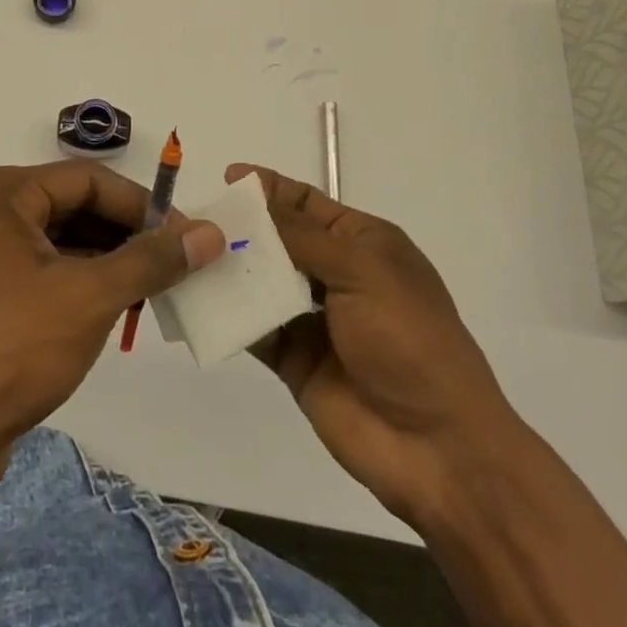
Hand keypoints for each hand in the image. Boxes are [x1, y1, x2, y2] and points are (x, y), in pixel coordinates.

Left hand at [0, 161, 224, 486]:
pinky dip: (79, 284)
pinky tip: (115, 309)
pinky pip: (40, 271)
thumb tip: (210, 234)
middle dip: (125, 235)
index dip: (142, 205)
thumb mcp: (90, 297)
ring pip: (58, 241)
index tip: (187, 235)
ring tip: (154, 289)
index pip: (86, 180)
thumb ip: (152, 260)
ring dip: (107, 262)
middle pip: (71, 207)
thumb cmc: (11, 350)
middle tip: (175, 264)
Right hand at [227, 163, 523, 531]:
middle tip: (196, 219)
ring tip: (188, 255)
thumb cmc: (409, 339)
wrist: (438, 449)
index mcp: (364, 244)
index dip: (270, 188)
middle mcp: (337, 275)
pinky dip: (229, 314)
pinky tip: (198, 301)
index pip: (308, 202)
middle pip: (280, 239)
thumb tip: (253, 204)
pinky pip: (255, 327)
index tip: (228, 178)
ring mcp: (314, 319)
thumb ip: (302, 237)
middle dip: (243, 227)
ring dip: (231, 269)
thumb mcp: (362, 271)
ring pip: (262, 281)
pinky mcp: (295, 360)